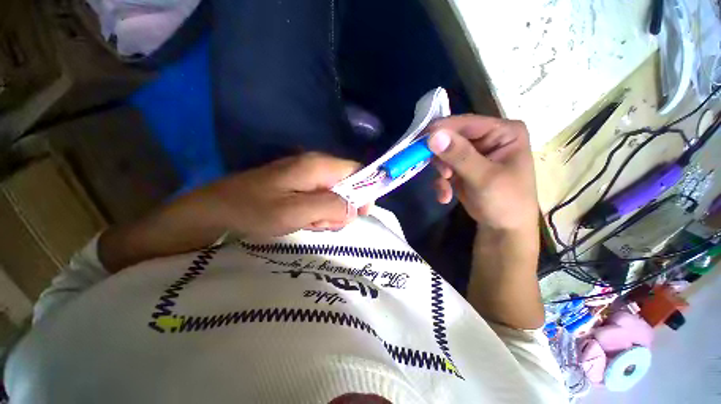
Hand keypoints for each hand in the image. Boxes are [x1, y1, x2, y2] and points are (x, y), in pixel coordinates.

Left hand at [200, 152, 367, 236]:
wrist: (216, 210)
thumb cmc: (254, 210)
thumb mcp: (295, 211)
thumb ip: (329, 207)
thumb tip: (354, 208)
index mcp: (318, 166)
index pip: (357, 171)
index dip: (365, 191)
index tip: (361, 214)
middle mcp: (316, 166)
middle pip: (347, 186)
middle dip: (342, 208)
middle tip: (324, 223)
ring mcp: (306, 176)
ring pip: (334, 196)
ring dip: (328, 214)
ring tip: (309, 223)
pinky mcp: (299, 186)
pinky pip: (320, 200)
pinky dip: (317, 214)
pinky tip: (303, 221)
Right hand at [426, 115, 538, 231]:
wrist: (503, 228)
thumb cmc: (505, 202)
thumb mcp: (484, 178)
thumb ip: (459, 155)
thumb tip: (433, 135)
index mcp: (503, 131)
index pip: (465, 123)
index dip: (440, 131)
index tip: (418, 143)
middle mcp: (487, 138)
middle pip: (451, 137)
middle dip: (441, 158)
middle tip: (442, 174)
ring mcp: (473, 153)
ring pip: (443, 154)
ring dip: (441, 173)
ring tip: (445, 189)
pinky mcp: (461, 167)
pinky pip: (443, 168)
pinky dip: (441, 182)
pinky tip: (445, 196)